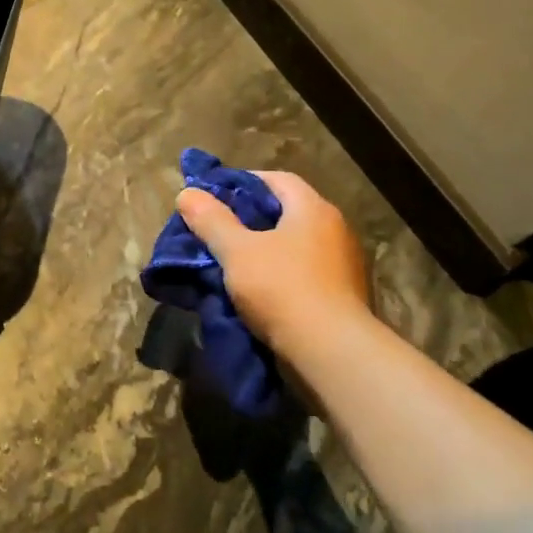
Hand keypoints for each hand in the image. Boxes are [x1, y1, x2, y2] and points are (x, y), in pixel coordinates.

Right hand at [175, 171, 373, 355]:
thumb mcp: (236, 251)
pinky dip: (280, 274)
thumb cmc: (282, 288)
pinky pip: (305, 272)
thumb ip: (211, 220)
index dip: (244, 182)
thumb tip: (188, 193)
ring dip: (266, 249)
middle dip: (251, 218)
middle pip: (287, 212)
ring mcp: (344, 265)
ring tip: (233, 261)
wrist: (332, 353)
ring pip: (295, 245)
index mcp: (313, 209)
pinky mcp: (343, 296)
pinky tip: (258, 289)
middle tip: (218, 228)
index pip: (278, 179)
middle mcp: (335, 229)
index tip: (215, 196)